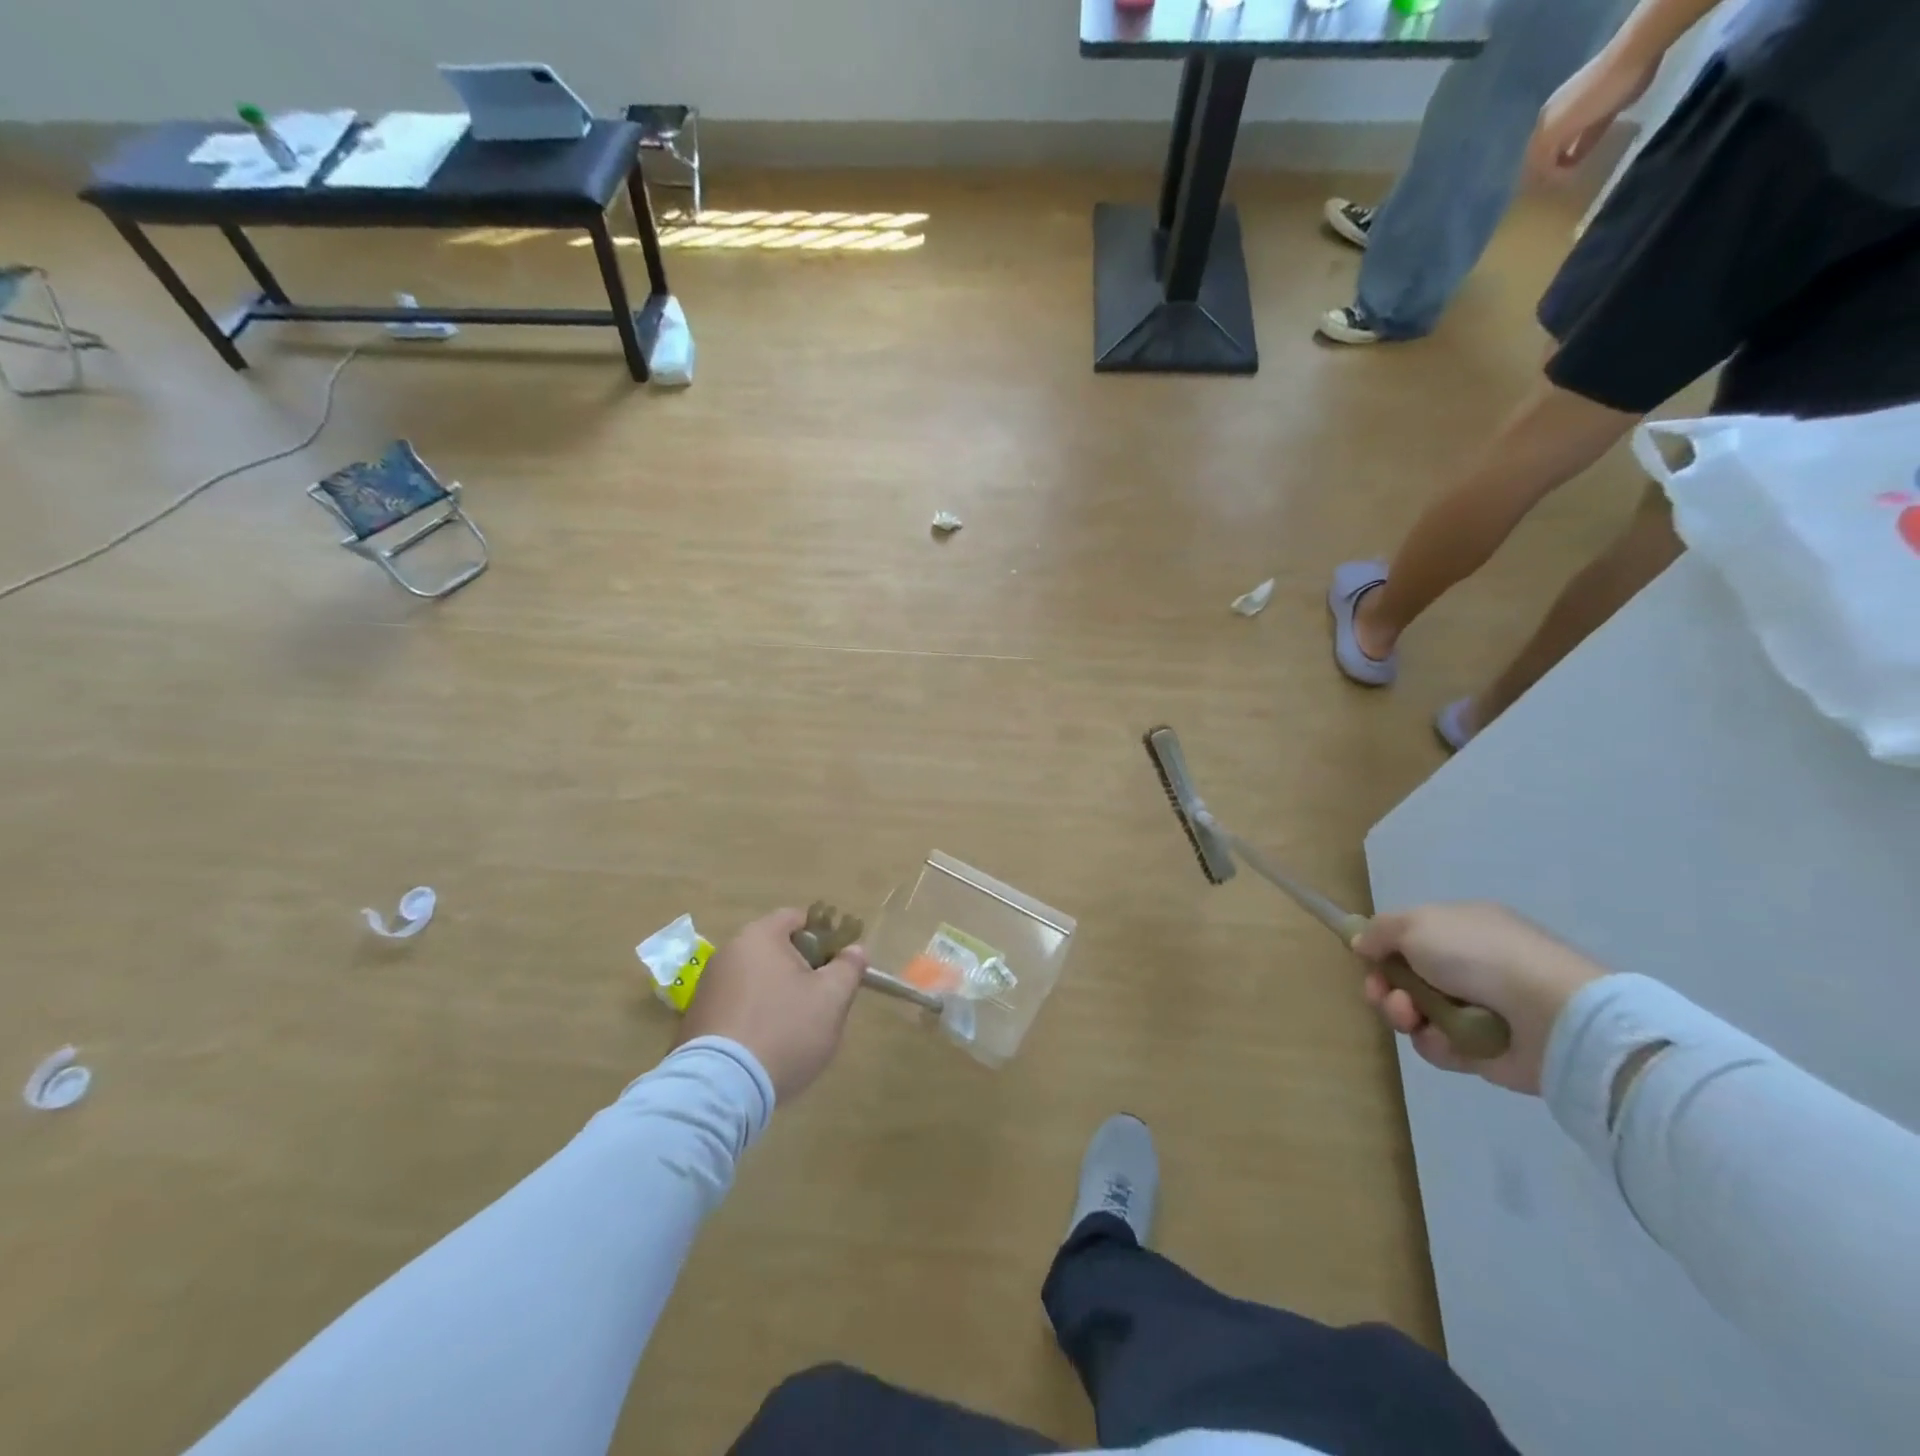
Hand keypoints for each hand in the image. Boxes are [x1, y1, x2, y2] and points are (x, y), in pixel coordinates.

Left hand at [678, 908, 868, 1101]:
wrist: (721, 1088)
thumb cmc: (784, 1030)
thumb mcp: (832, 998)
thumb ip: (848, 968)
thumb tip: (855, 950)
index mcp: (760, 937)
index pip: (796, 918)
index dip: (823, 936)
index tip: (836, 965)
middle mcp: (728, 953)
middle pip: (775, 950)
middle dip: (800, 970)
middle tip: (821, 1001)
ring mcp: (707, 987)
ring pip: (755, 981)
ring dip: (776, 996)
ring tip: (793, 1031)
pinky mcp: (695, 1020)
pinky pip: (735, 1008)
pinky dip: (753, 1019)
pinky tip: (765, 1049)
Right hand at [1352, 903, 1606, 1094]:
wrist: (1550, 1015)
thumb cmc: (1478, 955)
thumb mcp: (1416, 924)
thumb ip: (1380, 930)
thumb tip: (1363, 944)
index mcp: (1461, 928)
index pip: (1409, 938)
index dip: (1382, 949)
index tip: (1366, 959)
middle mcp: (1469, 965)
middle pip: (1405, 978)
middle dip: (1384, 986)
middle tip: (1383, 993)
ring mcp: (1478, 1008)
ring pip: (1417, 1014)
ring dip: (1402, 1014)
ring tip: (1411, 1016)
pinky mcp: (1485, 1049)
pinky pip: (1441, 1046)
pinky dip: (1435, 1043)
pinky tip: (1442, 1038)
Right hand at [1525, 49, 1659, 181]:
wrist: (1634, 55)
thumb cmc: (1593, 95)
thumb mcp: (1556, 130)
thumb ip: (1542, 158)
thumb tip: (1543, 182)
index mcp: (1544, 123)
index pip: (1532, 158)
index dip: (1535, 177)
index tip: (1542, 195)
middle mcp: (1558, 118)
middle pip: (1547, 152)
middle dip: (1547, 171)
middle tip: (1552, 192)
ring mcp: (1581, 113)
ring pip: (1565, 146)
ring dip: (1564, 163)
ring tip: (1568, 181)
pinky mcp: (1604, 111)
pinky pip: (1586, 138)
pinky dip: (1582, 152)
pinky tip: (1584, 163)